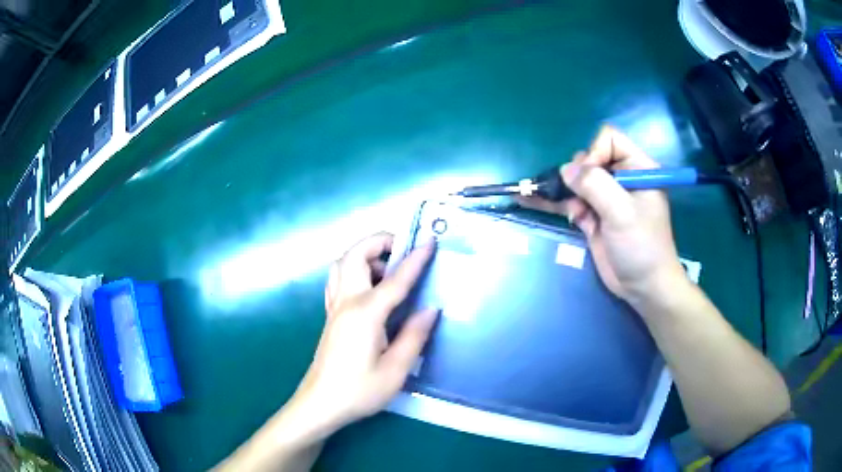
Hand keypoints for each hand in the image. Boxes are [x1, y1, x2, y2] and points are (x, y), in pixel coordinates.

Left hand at [289, 232, 437, 435]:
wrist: (320, 404)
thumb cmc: (359, 391)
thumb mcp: (396, 369)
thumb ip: (414, 335)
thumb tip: (431, 308)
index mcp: (365, 314)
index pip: (395, 279)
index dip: (415, 259)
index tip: (431, 241)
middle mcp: (346, 302)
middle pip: (355, 255)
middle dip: (379, 242)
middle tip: (405, 250)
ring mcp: (334, 308)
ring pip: (342, 264)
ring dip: (364, 254)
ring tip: (389, 268)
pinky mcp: (330, 316)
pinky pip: (338, 279)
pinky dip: (354, 269)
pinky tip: (370, 287)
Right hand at [518, 126, 686, 306]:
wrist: (643, 287)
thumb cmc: (642, 247)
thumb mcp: (622, 213)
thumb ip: (595, 186)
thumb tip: (565, 170)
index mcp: (637, 168)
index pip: (609, 140)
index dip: (595, 153)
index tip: (590, 179)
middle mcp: (621, 178)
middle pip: (589, 159)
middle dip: (577, 176)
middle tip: (579, 200)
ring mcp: (606, 198)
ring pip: (577, 181)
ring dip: (562, 190)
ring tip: (540, 197)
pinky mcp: (594, 216)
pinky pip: (571, 201)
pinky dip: (555, 202)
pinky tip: (530, 199)